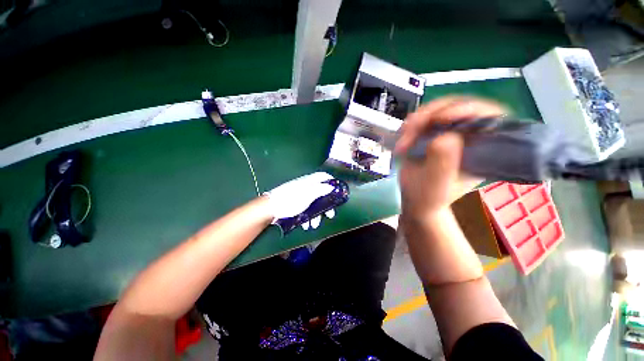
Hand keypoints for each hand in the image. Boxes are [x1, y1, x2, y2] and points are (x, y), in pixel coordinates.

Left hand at [265, 172, 336, 227]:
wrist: (270, 209)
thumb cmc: (291, 200)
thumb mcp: (307, 195)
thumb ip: (320, 190)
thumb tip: (331, 186)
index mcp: (309, 182)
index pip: (323, 177)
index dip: (331, 181)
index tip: (337, 191)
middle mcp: (306, 187)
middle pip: (321, 193)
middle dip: (326, 205)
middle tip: (330, 215)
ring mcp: (300, 196)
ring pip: (314, 204)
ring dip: (316, 215)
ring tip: (314, 225)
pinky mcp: (295, 204)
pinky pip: (305, 209)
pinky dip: (307, 217)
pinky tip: (305, 225)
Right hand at [395, 96, 507, 218]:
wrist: (415, 198)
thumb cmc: (429, 196)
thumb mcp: (436, 184)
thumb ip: (442, 163)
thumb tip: (445, 136)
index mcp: (483, 150)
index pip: (490, 117)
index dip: (469, 110)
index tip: (442, 118)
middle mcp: (470, 137)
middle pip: (460, 107)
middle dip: (433, 113)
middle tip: (413, 126)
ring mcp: (450, 133)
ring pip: (440, 110)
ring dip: (419, 120)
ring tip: (404, 136)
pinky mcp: (433, 133)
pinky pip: (425, 118)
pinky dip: (412, 124)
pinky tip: (403, 134)